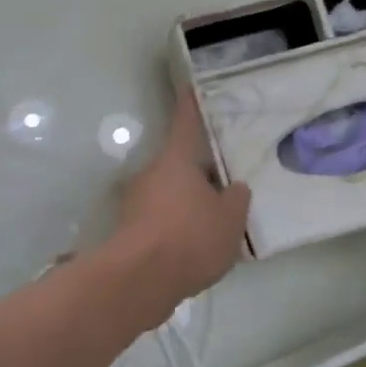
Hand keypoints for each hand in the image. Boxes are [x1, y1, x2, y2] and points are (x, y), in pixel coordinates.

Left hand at [112, 90, 250, 312]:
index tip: (189, 86)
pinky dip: (176, 228)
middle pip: (180, 164)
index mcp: (176, 159)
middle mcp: (151, 173)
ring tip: (216, 227)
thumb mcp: (230, 219)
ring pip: (170, 193)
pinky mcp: (129, 229)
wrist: (140, 280)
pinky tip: (195, 250)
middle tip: (227, 189)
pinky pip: (161, 220)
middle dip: (201, 174)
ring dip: (188, 204)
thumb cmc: (190, 237)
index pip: (186, 122)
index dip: (191, 104)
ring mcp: (136, 201)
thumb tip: (233, 187)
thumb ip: (236, 198)